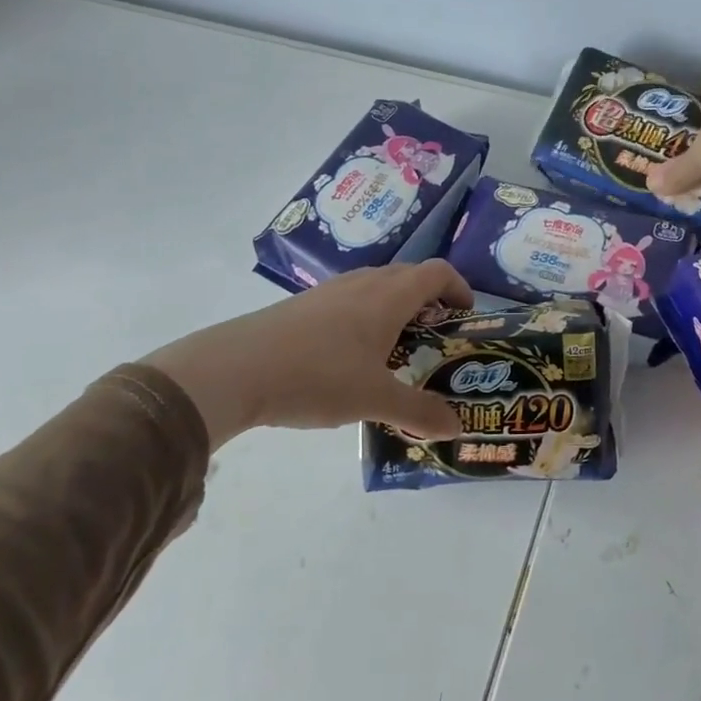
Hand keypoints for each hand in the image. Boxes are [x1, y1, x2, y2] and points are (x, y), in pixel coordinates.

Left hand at [143, 261, 474, 443]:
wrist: (235, 369)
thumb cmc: (317, 376)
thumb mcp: (375, 400)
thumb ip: (419, 412)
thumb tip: (455, 428)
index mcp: (389, 297)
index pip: (437, 272)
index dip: (458, 288)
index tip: (466, 315)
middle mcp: (363, 284)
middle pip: (408, 276)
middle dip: (430, 302)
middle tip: (436, 339)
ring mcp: (330, 291)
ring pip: (376, 287)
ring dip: (396, 309)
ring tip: (397, 350)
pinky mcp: (303, 305)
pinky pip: (349, 300)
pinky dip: (366, 317)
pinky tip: (351, 357)